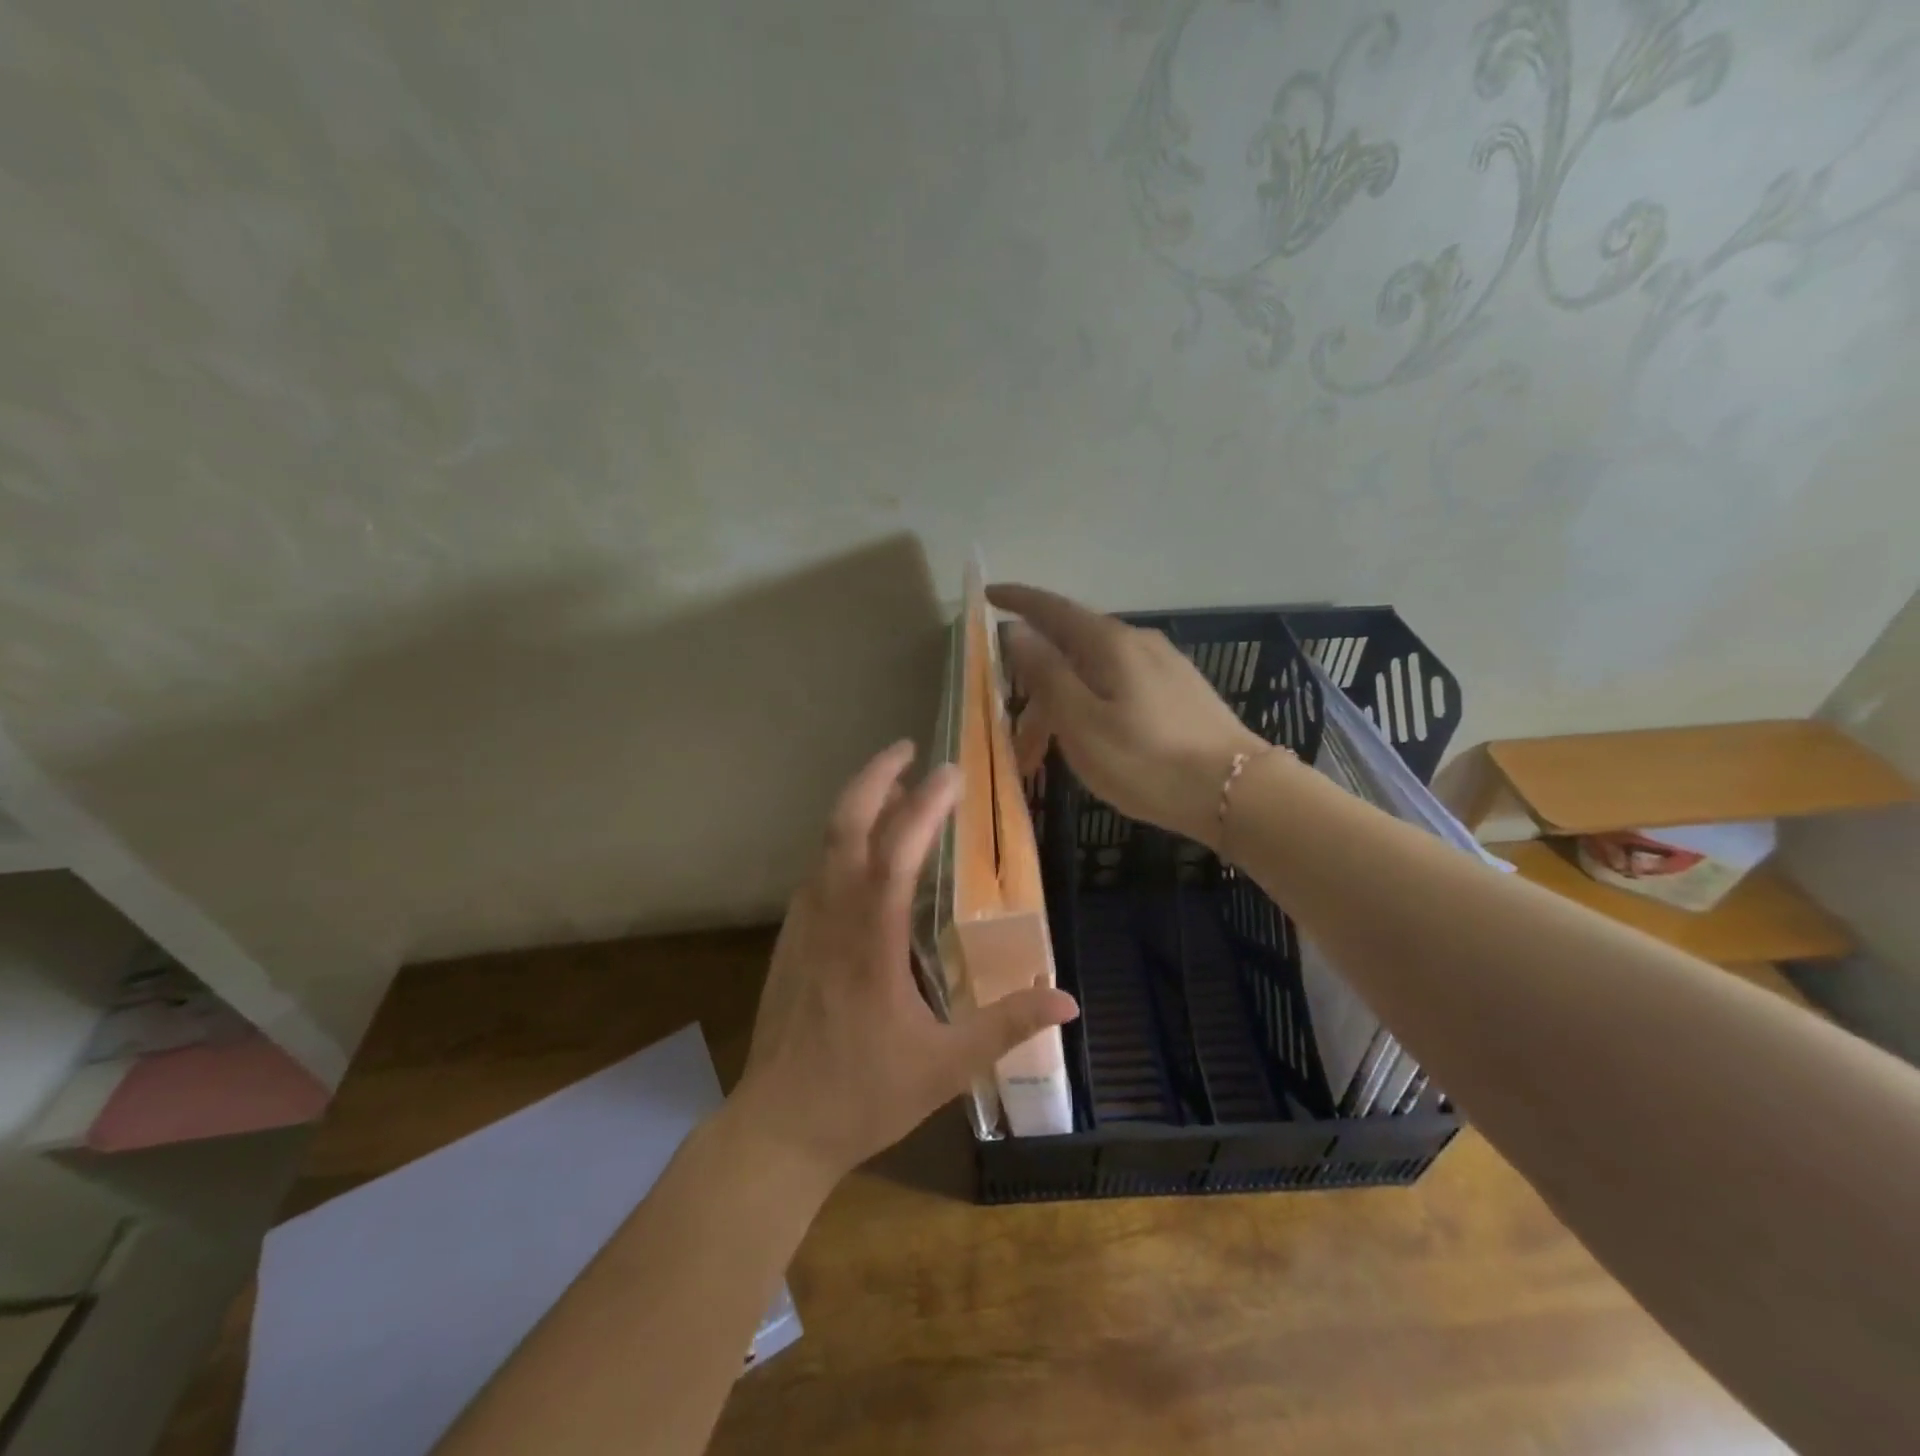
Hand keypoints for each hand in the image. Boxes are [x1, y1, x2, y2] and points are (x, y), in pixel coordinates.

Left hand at [733, 741, 1078, 1183]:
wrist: (778, 1127)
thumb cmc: (863, 1095)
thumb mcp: (945, 1068)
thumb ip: (1005, 1027)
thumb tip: (1067, 1000)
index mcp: (870, 943)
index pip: (895, 855)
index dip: (923, 808)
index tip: (952, 774)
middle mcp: (832, 919)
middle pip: (845, 827)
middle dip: (874, 778)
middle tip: (909, 750)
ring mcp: (804, 925)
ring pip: (825, 843)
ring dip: (858, 804)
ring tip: (894, 784)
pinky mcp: (791, 938)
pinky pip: (818, 869)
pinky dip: (842, 839)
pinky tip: (864, 847)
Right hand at [990, 583, 1265, 848]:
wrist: (1237, 792)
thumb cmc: (1147, 761)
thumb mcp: (1081, 722)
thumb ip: (1046, 673)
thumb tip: (1017, 630)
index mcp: (1109, 642)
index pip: (1051, 608)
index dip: (1017, 599)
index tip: (988, 595)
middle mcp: (1137, 641)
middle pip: (1071, 646)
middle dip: (1035, 679)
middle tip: (1014, 728)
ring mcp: (1163, 664)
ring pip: (1095, 671)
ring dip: (1063, 701)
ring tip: (1046, 750)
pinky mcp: (1179, 690)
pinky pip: (1119, 685)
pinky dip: (1091, 704)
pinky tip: (1090, 737)